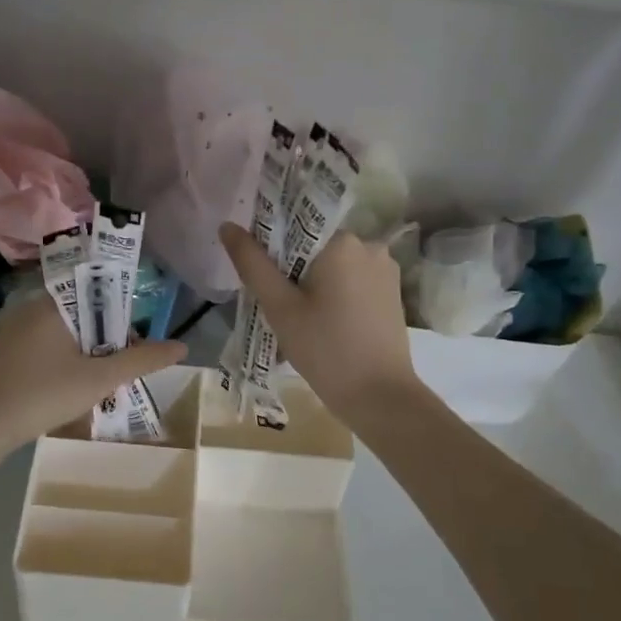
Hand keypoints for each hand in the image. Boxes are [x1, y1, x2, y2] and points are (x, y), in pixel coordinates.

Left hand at [0, 295, 187, 455]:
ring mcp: (8, 327)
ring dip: (81, 350)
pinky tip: (62, 387)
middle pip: (80, 311)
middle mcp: (28, 306)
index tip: (134, 340)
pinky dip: (57, 358)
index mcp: (53, 303)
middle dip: (104, 337)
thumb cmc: (41, 396)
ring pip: (59, 330)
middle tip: (118, 367)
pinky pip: (38, 344)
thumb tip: (182, 346)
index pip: (98, 288)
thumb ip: (141, 361)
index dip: (122, 311)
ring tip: (96, 380)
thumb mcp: (98, 380)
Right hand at [219, 222, 417, 420]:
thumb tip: (227, 226)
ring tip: (300, 319)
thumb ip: (252, 263)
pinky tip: (324, 324)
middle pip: (315, 245)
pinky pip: (353, 280)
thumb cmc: (325, 349)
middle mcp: (369, 244)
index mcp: (342, 240)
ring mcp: (385, 268)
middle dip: (293, 270)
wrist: (380, 396)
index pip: (295, 224)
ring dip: (313, 283)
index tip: (261, 275)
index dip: (272, 247)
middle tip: (278, 305)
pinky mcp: (393, 291)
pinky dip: (334, 294)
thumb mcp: (280, 307)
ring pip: (334, 265)